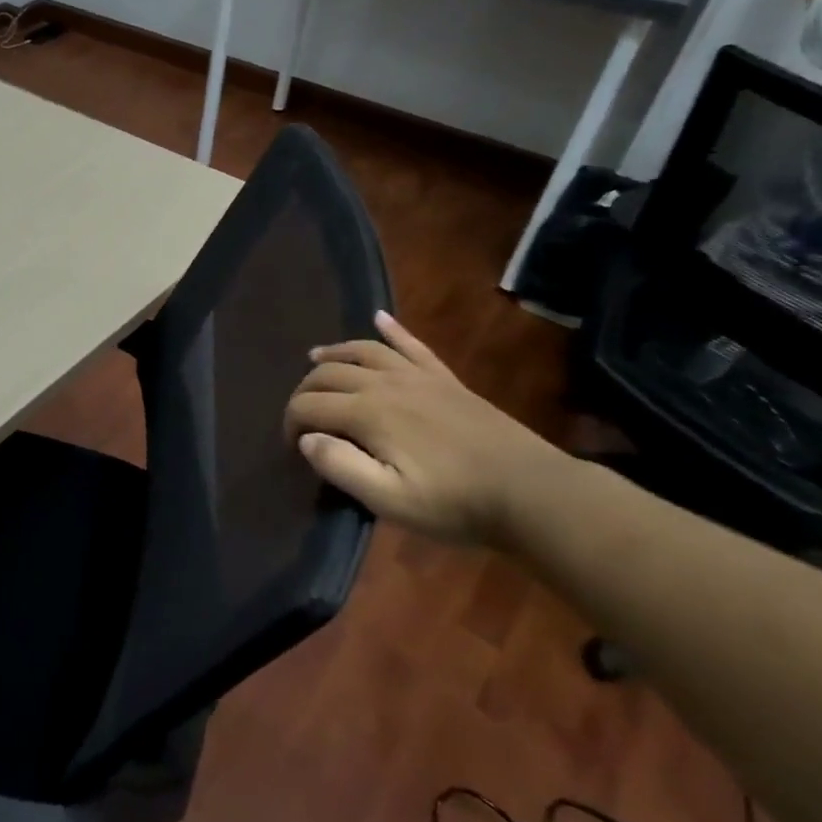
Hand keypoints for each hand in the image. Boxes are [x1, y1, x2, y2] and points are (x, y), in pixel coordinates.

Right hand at [284, 311, 569, 546]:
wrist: (530, 492)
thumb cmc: (454, 503)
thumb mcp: (389, 500)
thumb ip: (341, 466)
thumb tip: (307, 439)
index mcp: (368, 413)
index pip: (309, 405)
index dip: (291, 422)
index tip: (292, 447)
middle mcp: (385, 383)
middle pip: (329, 373)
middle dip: (305, 390)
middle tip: (300, 416)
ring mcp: (418, 376)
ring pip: (364, 350)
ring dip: (335, 351)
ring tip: (315, 357)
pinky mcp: (445, 379)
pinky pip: (412, 345)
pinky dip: (393, 329)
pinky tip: (380, 318)